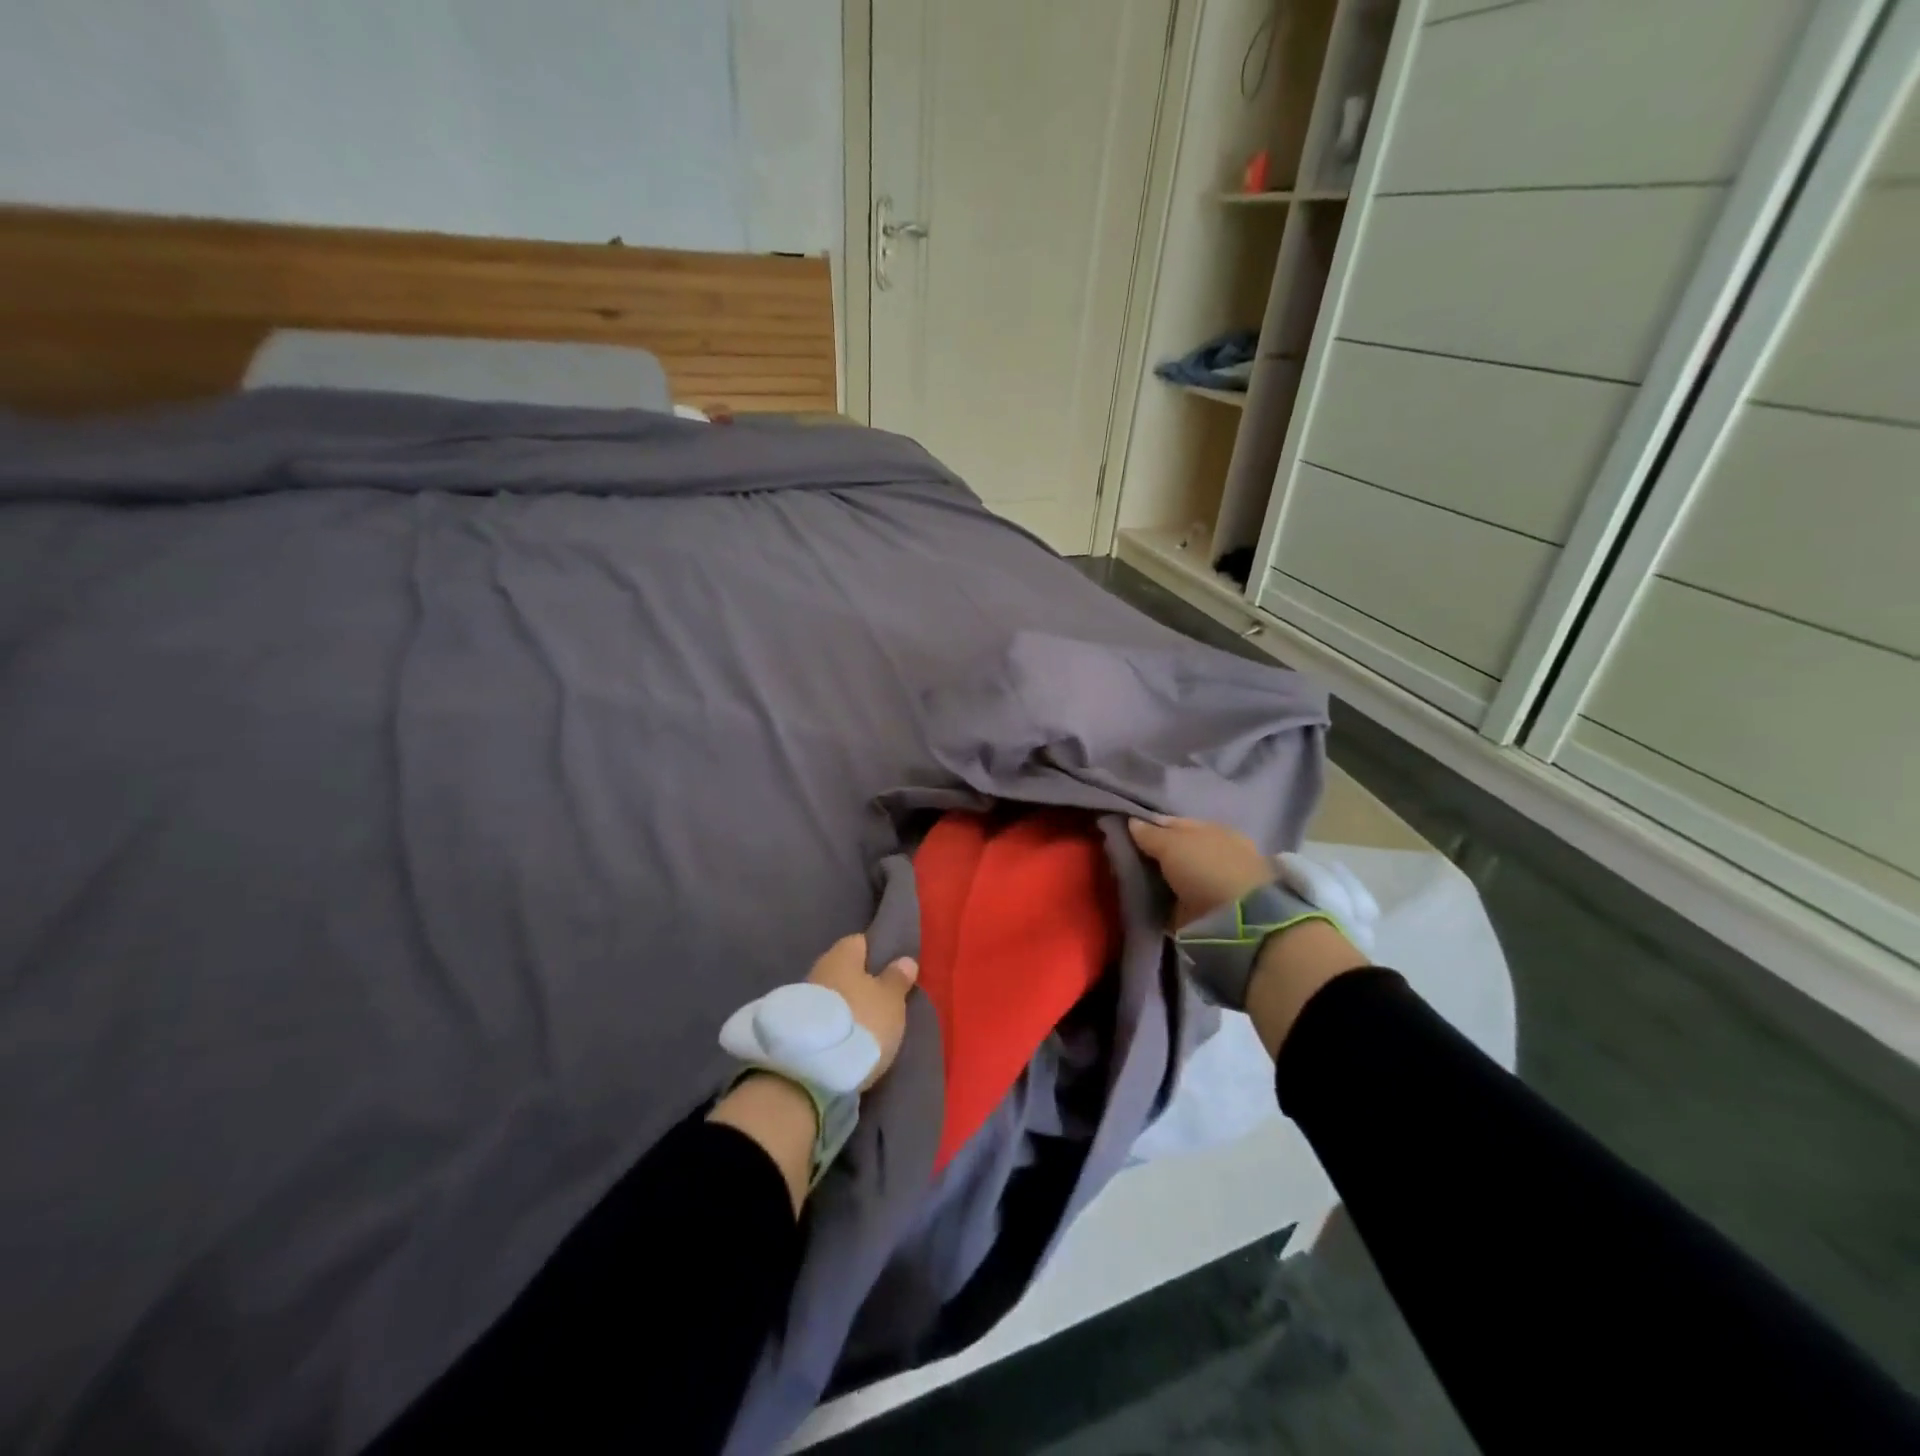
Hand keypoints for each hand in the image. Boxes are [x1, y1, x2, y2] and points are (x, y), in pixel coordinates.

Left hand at [806, 934, 918, 1089]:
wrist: (809, 1071)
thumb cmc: (860, 1022)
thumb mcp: (891, 1001)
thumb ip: (897, 979)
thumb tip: (904, 960)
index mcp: (841, 954)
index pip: (860, 942)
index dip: (876, 954)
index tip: (892, 970)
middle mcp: (818, 970)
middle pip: (844, 971)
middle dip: (860, 984)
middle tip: (883, 1001)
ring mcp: (801, 1001)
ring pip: (832, 997)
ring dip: (846, 1008)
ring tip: (867, 1026)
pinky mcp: (794, 1031)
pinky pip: (822, 1021)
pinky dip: (835, 1028)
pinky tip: (848, 1041)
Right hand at [1127, 817, 1274, 929]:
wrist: (1235, 919)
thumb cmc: (1206, 868)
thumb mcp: (1172, 843)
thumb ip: (1150, 833)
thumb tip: (1131, 820)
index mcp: (1210, 830)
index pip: (1172, 823)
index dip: (1147, 826)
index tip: (1121, 831)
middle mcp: (1210, 854)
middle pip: (1170, 850)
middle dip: (1148, 853)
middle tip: (1116, 855)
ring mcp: (1206, 883)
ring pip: (1169, 875)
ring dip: (1150, 877)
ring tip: (1121, 876)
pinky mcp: (1200, 911)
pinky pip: (1169, 900)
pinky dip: (1156, 899)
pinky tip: (1136, 896)